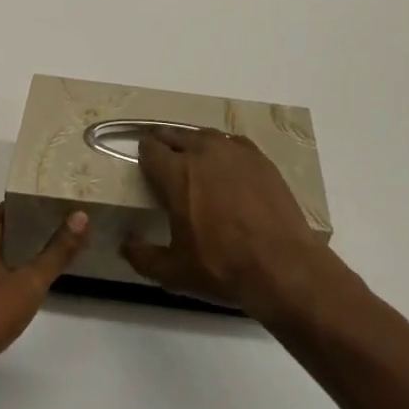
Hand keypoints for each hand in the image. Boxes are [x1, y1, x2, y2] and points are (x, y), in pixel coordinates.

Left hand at [0, 205, 87, 388]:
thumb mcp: (28, 285)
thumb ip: (56, 252)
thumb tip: (81, 216)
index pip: (8, 210)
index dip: (33, 209)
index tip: (57, 213)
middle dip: (22, 237)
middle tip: (54, 241)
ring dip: (5, 262)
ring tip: (35, 269)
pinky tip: (6, 300)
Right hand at [121, 127, 330, 319]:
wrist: (282, 265)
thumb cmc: (222, 268)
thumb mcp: (174, 273)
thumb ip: (143, 257)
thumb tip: (125, 244)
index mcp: (176, 174)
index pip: (150, 148)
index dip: (144, 153)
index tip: (144, 162)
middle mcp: (203, 152)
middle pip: (175, 135)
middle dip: (165, 143)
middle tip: (163, 157)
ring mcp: (234, 151)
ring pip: (204, 135)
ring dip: (193, 143)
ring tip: (193, 158)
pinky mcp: (259, 158)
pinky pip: (232, 143)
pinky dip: (223, 149)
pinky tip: (226, 164)